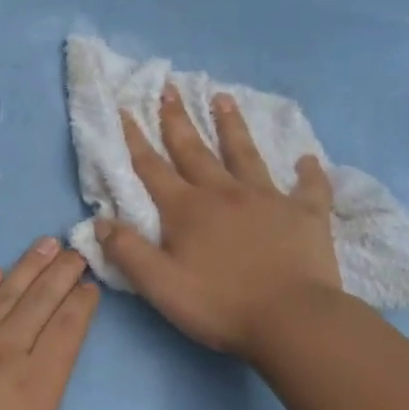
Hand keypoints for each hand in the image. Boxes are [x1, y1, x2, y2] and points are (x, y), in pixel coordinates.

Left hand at [0, 238, 123, 409]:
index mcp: (34, 387)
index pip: (66, 333)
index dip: (81, 305)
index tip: (91, 285)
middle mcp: (5, 353)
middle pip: (39, 303)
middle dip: (61, 274)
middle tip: (76, 249)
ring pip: (5, 295)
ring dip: (28, 267)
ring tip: (46, 244)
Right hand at [95, 86, 341, 356]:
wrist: (293, 321)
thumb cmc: (220, 304)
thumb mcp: (160, 285)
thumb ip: (127, 251)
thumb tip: (99, 221)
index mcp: (187, 209)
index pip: (153, 167)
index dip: (136, 139)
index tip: (126, 109)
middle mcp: (223, 193)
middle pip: (195, 150)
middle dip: (178, 119)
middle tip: (170, 88)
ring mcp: (267, 199)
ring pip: (245, 154)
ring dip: (232, 126)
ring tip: (224, 97)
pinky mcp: (305, 214)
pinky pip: (309, 188)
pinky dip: (309, 173)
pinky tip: (308, 159)